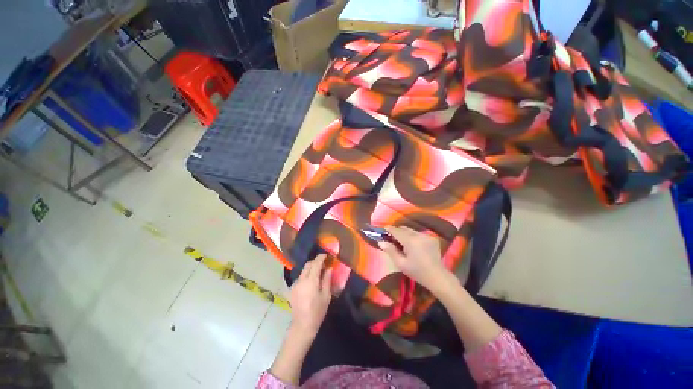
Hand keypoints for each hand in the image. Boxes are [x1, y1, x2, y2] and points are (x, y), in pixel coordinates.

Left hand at [289, 254, 331, 336]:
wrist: (302, 325)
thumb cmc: (317, 311)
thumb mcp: (326, 295)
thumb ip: (327, 280)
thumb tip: (329, 268)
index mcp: (311, 281)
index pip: (315, 263)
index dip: (321, 257)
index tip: (326, 255)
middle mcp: (301, 280)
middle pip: (308, 265)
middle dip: (315, 262)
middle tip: (323, 264)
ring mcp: (295, 284)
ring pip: (303, 271)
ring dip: (311, 268)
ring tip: (318, 273)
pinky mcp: (292, 289)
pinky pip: (300, 277)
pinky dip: (306, 275)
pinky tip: (311, 282)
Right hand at [379, 226, 449, 290]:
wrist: (437, 277)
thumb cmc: (417, 271)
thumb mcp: (401, 263)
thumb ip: (390, 251)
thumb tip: (381, 241)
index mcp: (411, 241)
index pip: (397, 231)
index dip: (389, 229)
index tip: (384, 229)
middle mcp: (419, 235)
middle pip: (404, 229)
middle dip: (397, 232)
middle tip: (393, 240)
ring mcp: (427, 236)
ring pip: (411, 230)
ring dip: (405, 234)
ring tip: (404, 244)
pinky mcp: (432, 238)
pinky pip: (418, 234)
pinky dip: (413, 237)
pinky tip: (414, 246)